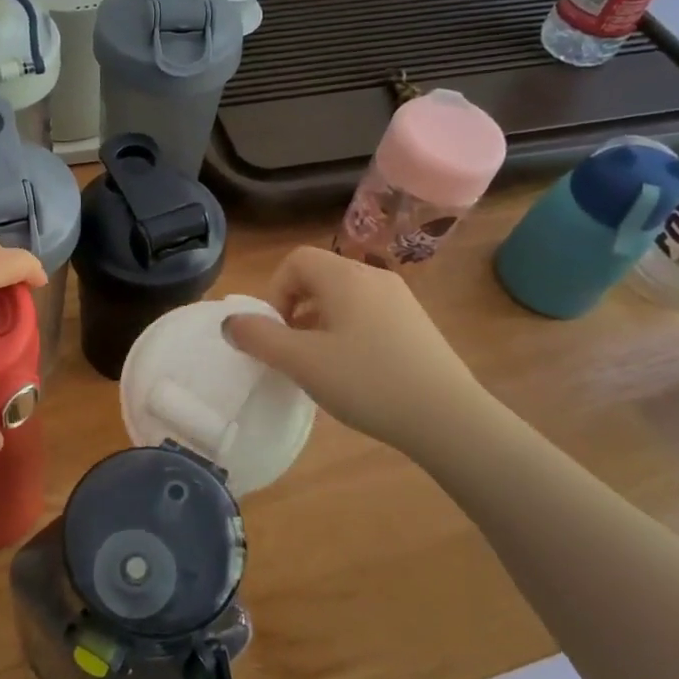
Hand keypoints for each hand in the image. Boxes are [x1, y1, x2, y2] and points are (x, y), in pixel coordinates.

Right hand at [222, 246, 485, 452]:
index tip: (276, 331)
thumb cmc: (366, 382)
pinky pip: (368, 314)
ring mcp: (400, 299)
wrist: (447, 417)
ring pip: (344, 297)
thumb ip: (259, 338)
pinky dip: (348, 332)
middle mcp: (373, 277)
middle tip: (293, 350)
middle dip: (295, 308)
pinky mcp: (416, 324)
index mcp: (345, 277)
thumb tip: (230, 322)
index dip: (275, 291)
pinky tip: (355, 372)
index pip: (296, 260)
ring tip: (320, 364)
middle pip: (320, 276)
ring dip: (320, 322)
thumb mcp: (302, 362)